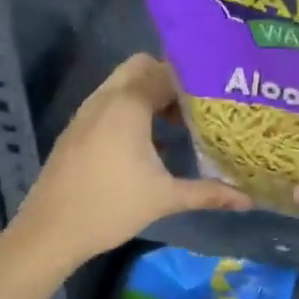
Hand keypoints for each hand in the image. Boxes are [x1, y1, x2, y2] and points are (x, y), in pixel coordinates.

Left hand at [13, 54, 251, 270]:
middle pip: (140, 67)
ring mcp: (86, 112)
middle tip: (192, 106)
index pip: (165, 72)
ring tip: (174, 124)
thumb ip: (209, 193)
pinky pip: (108, 102)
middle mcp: (106, 98)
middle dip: (167, 80)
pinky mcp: (76, 129)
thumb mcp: (165, 198)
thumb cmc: (111, 207)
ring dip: (147, 94)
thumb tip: (248, 200)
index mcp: (129, 105)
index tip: (214, 96)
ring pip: (122, 84)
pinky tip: (146, 144)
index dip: (192, 81)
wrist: (49, 232)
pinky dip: (129, 109)